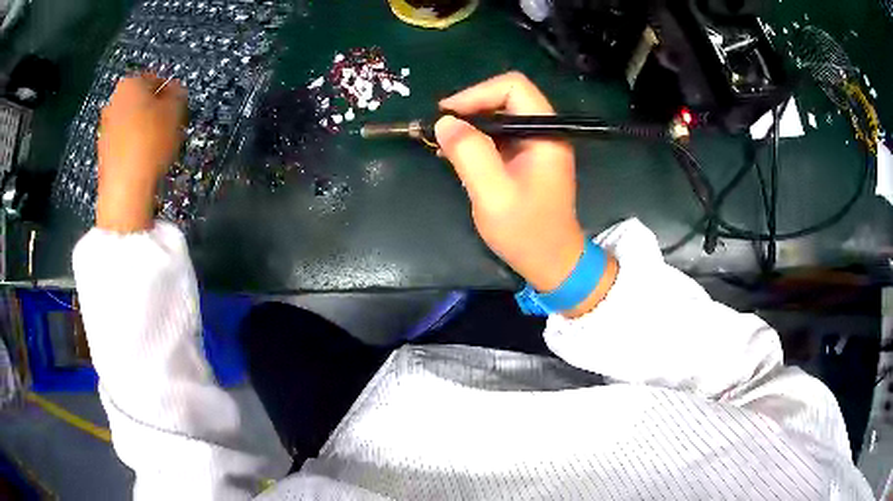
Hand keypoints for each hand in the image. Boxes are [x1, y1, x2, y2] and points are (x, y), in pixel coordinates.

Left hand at [96, 74, 186, 232]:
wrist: (124, 189)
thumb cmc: (150, 141)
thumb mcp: (176, 111)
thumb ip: (178, 94)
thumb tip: (173, 92)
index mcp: (129, 83)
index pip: (156, 79)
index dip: (170, 94)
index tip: (178, 110)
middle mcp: (112, 101)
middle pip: (140, 101)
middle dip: (154, 111)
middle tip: (169, 127)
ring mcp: (104, 128)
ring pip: (130, 122)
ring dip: (143, 130)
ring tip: (157, 147)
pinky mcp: (102, 153)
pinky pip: (122, 143)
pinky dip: (133, 147)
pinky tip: (143, 161)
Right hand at [435, 72, 615, 316]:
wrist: (552, 262)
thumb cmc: (527, 232)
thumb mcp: (494, 195)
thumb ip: (470, 155)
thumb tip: (444, 122)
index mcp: (545, 133)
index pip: (512, 87)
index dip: (477, 93)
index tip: (447, 115)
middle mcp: (544, 131)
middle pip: (504, 97)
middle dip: (469, 108)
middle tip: (439, 129)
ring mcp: (536, 144)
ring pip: (499, 116)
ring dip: (469, 125)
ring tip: (442, 143)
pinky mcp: (526, 158)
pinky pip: (498, 135)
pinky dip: (475, 140)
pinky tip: (454, 154)